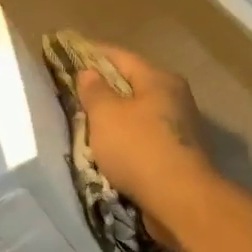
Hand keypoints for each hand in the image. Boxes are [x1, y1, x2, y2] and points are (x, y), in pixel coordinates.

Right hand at [75, 45, 218, 232]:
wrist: (179, 199)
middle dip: (105, 87)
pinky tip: (111, 149)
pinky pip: (145, 138)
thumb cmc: (139, 149)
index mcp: (159, 79)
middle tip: (76, 92)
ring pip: (140, 113)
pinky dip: (127, 139)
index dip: (93, 53)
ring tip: (88, 123)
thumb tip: (89, 72)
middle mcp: (175, 97)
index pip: (121, 56)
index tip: (70, 52)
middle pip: (133, 84)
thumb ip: (94, 91)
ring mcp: (181, 127)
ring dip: (116, 117)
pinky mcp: (179, 154)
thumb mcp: (106, 115)